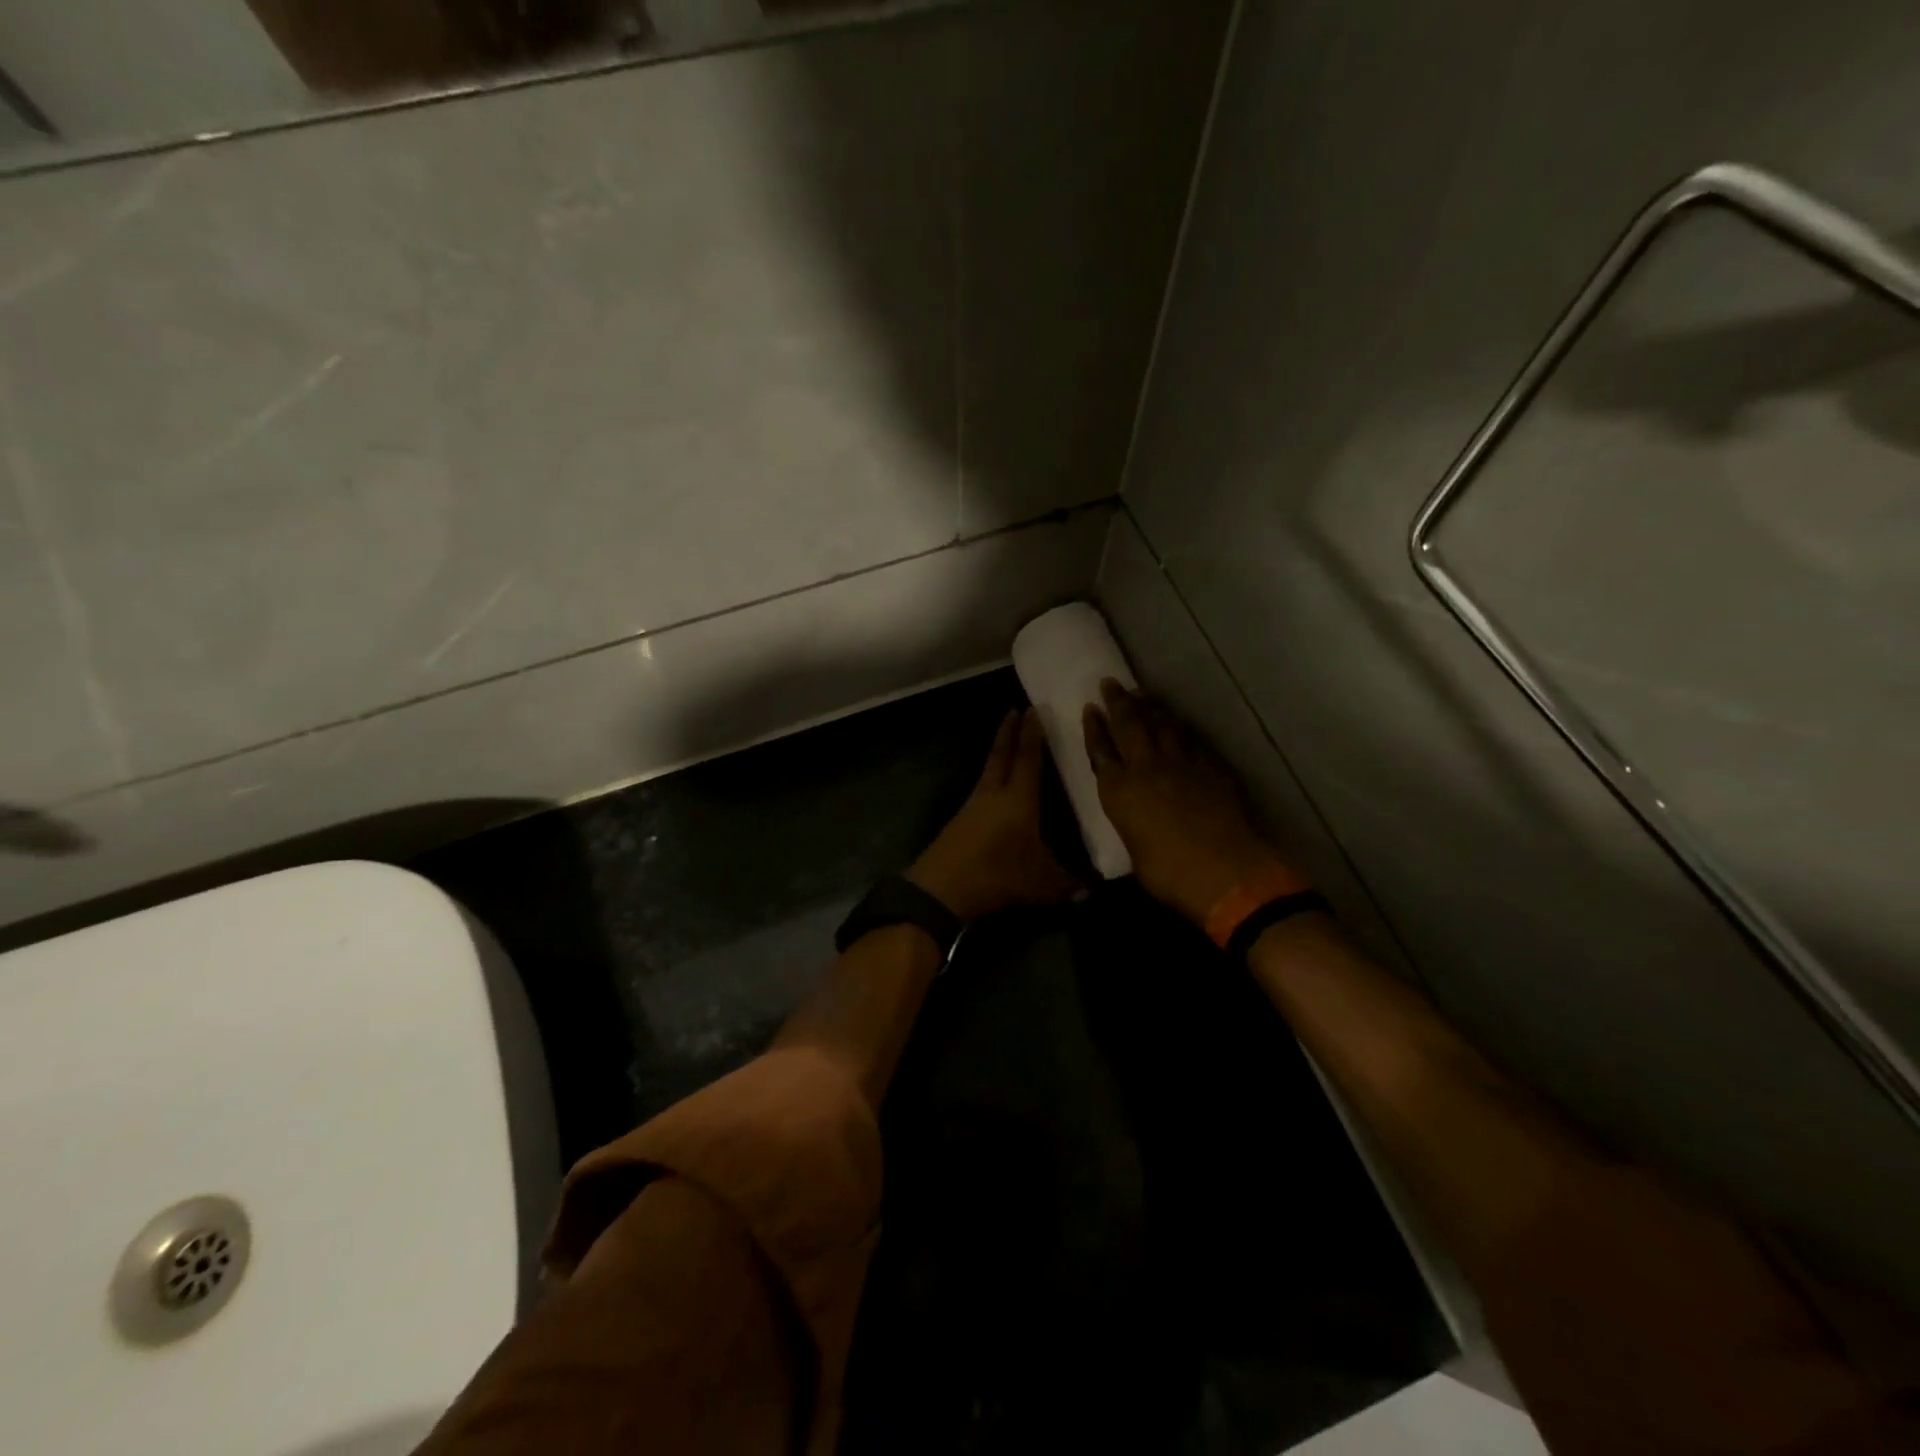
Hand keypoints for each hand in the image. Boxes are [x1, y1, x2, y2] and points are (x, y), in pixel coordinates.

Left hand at [907, 709, 1078, 922]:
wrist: (943, 889)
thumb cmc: (999, 876)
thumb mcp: (1042, 884)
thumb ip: (1067, 883)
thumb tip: (1090, 889)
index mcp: (1019, 800)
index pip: (1028, 759)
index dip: (1032, 735)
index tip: (1033, 711)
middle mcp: (994, 795)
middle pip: (1001, 755)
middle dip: (1009, 732)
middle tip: (1014, 710)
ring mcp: (972, 807)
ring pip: (988, 771)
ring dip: (998, 754)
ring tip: (1006, 746)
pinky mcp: (959, 822)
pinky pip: (979, 791)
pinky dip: (989, 781)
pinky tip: (994, 790)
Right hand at [1082, 680, 1300, 924]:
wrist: (1224, 869)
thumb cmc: (1169, 872)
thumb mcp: (1135, 848)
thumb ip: (1132, 822)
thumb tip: (1139, 818)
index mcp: (1118, 790)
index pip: (1100, 750)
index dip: (1094, 728)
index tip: (1090, 708)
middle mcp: (1145, 767)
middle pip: (1129, 725)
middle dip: (1118, 702)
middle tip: (1111, 682)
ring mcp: (1181, 762)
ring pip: (1162, 724)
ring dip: (1150, 706)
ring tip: (1142, 693)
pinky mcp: (1211, 765)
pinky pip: (1190, 738)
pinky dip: (1179, 727)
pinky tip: (1177, 722)